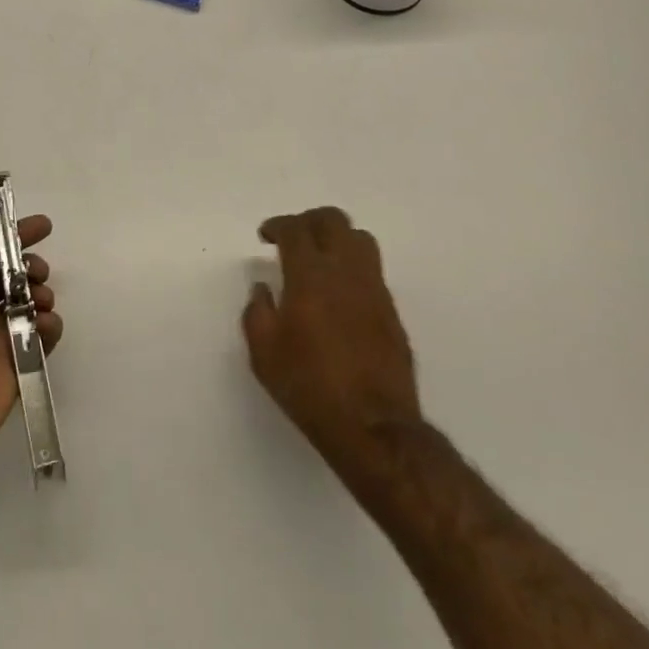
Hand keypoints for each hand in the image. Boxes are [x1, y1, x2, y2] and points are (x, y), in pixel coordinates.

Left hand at [0, 207, 61, 474]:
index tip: (45, 226)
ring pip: (31, 305)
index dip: (16, 235)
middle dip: (31, 267)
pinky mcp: (15, 366)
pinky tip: (42, 328)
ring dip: (41, 296)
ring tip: (39, 303)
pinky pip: (41, 339)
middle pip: (14, 276)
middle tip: (37, 272)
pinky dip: (47, 329)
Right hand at [242, 207, 421, 477]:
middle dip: (309, 221)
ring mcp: (374, 289)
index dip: (277, 225)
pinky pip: (372, 270)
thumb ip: (257, 312)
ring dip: (337, 238)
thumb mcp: (264, 354)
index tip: (266, 236)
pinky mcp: (391, 311)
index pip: (295, 229)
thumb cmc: (310, 387)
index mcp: (310, 275)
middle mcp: (345, 271)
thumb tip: (263, 290)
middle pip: (332, 220)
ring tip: (321, 258)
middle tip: (293, 238)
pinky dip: (352, 267)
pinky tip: (340, 292)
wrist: (373, 428)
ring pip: (360, 239)